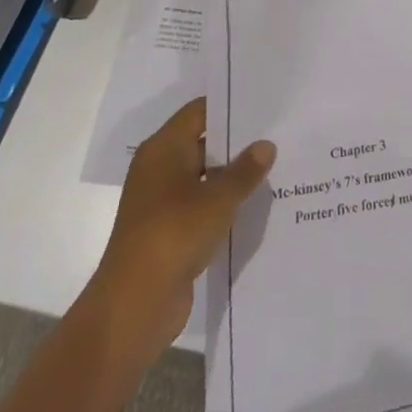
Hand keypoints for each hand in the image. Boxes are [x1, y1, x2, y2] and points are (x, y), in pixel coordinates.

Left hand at [88, 99, 275, 356]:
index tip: (264, 105)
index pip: (200, 111)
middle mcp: (159, 168)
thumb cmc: (173, 234)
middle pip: (203, 142)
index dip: (231, 106)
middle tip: (277, 134)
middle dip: (237, 142)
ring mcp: (162, 201)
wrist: (134, 306)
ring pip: (204, 176)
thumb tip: (266, 145)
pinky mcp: (168, 230)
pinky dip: (222, 204)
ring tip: (274, 167)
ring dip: (232, 176)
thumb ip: (244, 171)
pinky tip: (254, 204)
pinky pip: (201, 205)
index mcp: (163, 148)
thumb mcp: (218, 199)